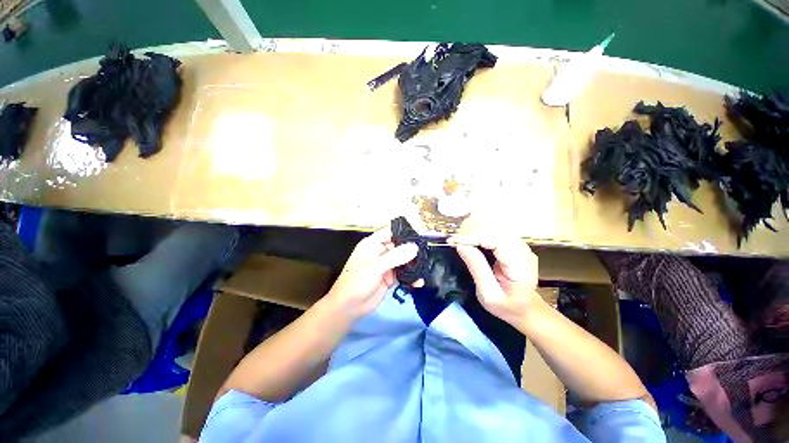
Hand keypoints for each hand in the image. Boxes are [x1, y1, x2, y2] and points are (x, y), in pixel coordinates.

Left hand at [327, 227, 418, 318]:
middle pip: (400, 246)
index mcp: (373, 243)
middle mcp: (380, 252)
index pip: (391, 232)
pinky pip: (403, 274)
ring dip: (413, 265)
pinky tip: (419, 281)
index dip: (404, 233)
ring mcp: (386, 265)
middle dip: (412, 250)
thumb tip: (415, 247)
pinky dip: (411, 277)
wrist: (350, 306)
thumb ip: (396, 256)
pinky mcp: (390, 277)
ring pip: (403, 261)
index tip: (419, 237)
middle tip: (426, 255)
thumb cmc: (358, 281)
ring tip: (424, 268)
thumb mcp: (376, 266)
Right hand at [450, 235, 542, 325]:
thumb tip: (461, 246)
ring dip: (474, 231)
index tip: (455, 241)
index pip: (497, 240)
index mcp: (520, 266)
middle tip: (454, 240)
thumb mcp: (488, 294)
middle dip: (472, 232)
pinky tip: (469, 239)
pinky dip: (479, 233)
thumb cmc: (507, 307)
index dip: (474, 237)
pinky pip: (495, 232)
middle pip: (496, 230)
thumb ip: (477, 269)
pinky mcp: (514, 245)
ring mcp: (520, 246)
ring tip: (458, 239)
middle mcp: (523, 251)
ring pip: (495, 228)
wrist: (527, 310)